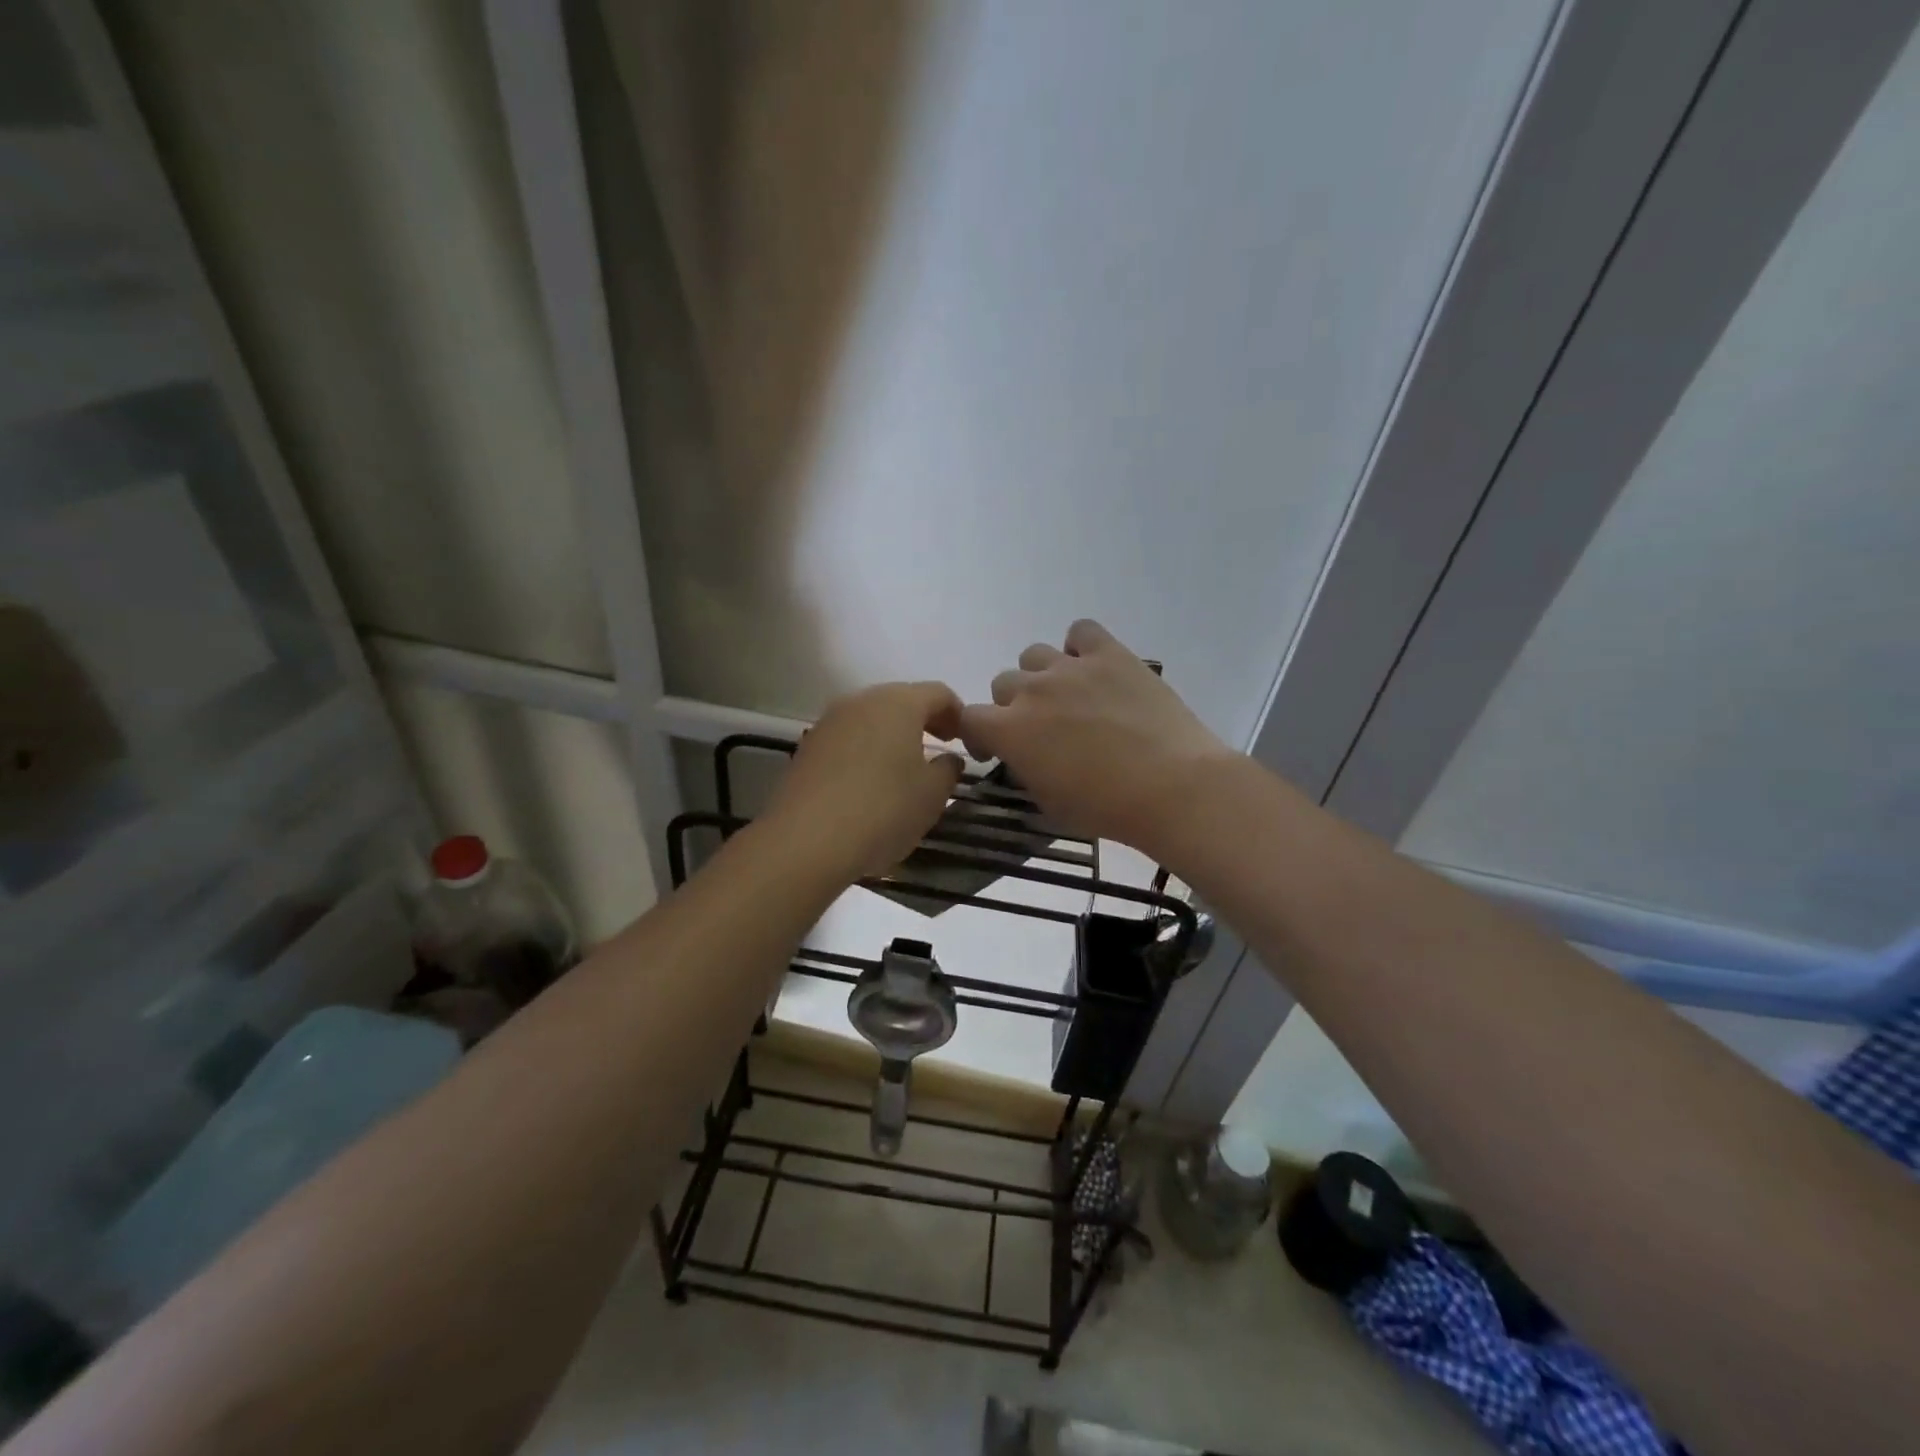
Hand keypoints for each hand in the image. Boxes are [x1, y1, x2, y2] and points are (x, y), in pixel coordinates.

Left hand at [767, 681, 965, 880]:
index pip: (938, 693)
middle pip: (901, 700)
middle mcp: (861, 701)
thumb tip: (948, 759)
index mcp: (898, 703)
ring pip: (871, 719)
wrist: (806, 841)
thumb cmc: (883, 810)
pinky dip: (865, 751)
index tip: (965, 740)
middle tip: (938, 750)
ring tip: (903, 769)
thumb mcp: (933, 795)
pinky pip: (847, 739)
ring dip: (891, 736)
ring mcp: (829, 722)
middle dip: (923, 721)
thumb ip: (948, 770)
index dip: (957, 713)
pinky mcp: (808, 747)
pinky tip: (869, 783)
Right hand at [959, 619, 1232, 851]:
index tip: (994, 748)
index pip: (967, 717)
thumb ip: (1024, 767)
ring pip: (1034, 655)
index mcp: (1010, 730)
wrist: (1172, 787)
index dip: (977, 734)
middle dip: (1013, 706)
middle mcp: (1032, 690)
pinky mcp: (1111, 653)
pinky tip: (1095, 669)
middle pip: (1002, 683)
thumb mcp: (1048, 801)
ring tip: (1069, 697)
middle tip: (1042, 728)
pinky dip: (1081, 647)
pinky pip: (1081, 631)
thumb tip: (1024, 753)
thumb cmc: (1107, 808)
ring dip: (1042, 676)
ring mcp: (1071, 667)